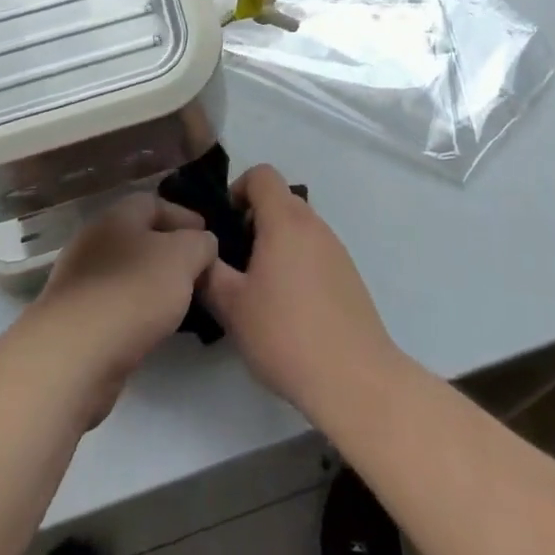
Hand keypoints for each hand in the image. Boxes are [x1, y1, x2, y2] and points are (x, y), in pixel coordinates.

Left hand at [29, 192, 218, 425]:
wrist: (74, 356)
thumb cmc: (133, 292)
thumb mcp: (184, 257)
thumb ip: (201, 244)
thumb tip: (202, 245)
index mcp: (117, 216)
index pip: (154, 203)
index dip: (185, 217)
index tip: (209, 239)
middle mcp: (94, 241)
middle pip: (139, 238)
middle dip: (171, 253)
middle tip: (199, 273)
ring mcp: (80, 281)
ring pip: (127, 273)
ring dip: (153, 284)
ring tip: (181, 304)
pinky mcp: (75, 319)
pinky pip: (115, 305)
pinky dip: (136, 311)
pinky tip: (152, 328)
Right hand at [201, 165, 400, 419]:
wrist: (354, 379)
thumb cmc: (286, 334)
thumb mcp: (232, 306)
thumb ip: (208, 272)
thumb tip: (200, 254)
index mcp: (285, 221)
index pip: (262, 175)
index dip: (238, 189)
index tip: (224, 224)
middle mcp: (314, 225)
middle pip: (280, 199)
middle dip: (253, 219)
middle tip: (235, 260)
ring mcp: (336, 249)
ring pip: (298, 227)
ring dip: (275, 242)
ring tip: (259, 288)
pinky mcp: (349, 274)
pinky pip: (315, 250)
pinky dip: (296, 261)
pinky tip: (288, 307)